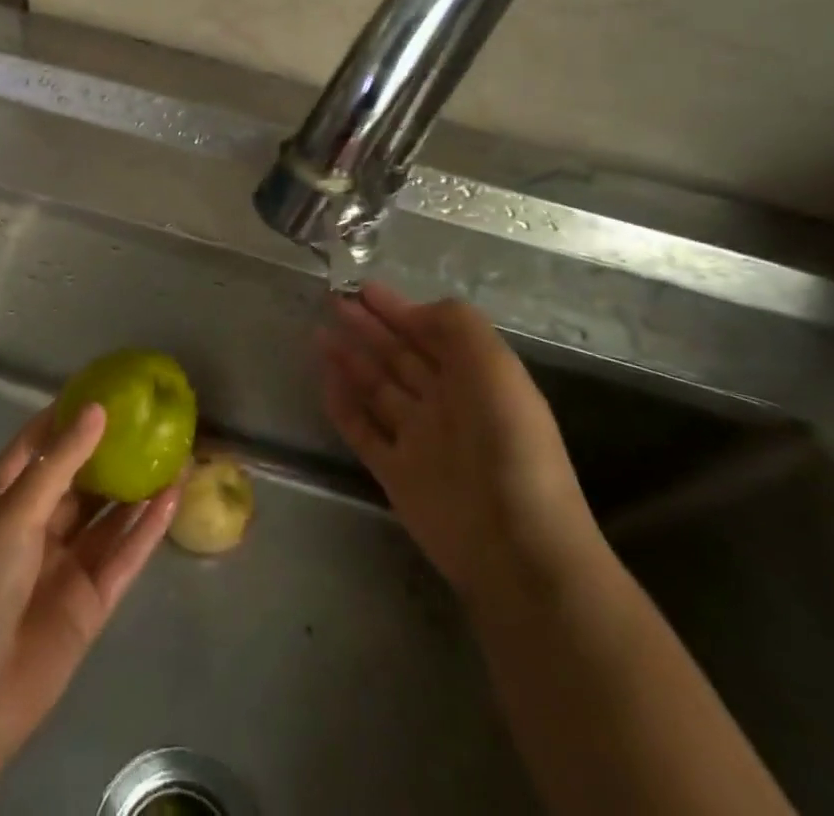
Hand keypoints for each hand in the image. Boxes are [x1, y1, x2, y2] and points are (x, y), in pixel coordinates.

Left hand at [0, 402, 179, 814]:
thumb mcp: (14, 513)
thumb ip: (61, 463)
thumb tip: (97, 409)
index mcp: (8, 497)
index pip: (40, 444)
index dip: (69, 415)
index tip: (105, 387)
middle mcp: (39, 524)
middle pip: (82, 477)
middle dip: (113, 449)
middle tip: (152, 418)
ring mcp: (67, 562)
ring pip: (109, 514)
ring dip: (139, 486)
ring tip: (176, 450)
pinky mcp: (92, 600)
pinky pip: (125, 554)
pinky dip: (148, 527)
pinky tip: (174, 496)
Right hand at [318, 283, 601, 601]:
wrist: (515, 545)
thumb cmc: (508, 443)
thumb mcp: (494, 365)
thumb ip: (456, 324)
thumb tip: (414, 313)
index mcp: (475, 379)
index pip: (431, 333)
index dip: (399, 309)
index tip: (363, 287)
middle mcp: (446, 405)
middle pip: (399, 357)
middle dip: (369, 328)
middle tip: (334, 302)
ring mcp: (419, 440)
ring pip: (377, 389)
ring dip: (350, 360)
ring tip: (319, 333)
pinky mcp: (395, 474)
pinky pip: (362, 430)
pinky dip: (343, 406)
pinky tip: (324, 380)